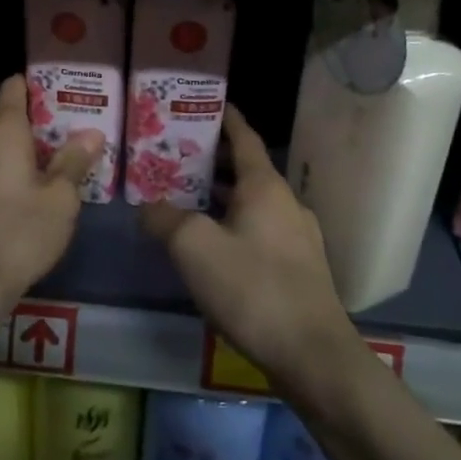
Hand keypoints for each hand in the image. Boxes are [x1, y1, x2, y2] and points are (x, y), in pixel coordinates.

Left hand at [0, 74, 99, 306]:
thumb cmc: (20, 232)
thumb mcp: (60, 198)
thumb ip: (74, 161)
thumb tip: (92, 133)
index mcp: (1, 131)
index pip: (13, 88)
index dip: (37, 87)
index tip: (62, 95)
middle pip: (7, 121)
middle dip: (36, 128)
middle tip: (69, 140)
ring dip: (20, 155)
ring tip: (52, 171)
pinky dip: (4, 176)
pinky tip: (25, 199)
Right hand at [141, 106, 358, 393]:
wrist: (313, 355)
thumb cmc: (252, 288)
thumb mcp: (194, 248)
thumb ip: (165, 220)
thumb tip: (147, 207)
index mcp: (265, 186)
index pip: (244, 137)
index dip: (226, 118)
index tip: (207, 104)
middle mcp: (286, 203)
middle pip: (247, 170)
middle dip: (214, 162)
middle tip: (177, 157)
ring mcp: (298, 237)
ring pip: (254, 203)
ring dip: (223, 197)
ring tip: (187, 200)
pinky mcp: (301, 268)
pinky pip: (262, 231)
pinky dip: (236, 225)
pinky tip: (215, 248)